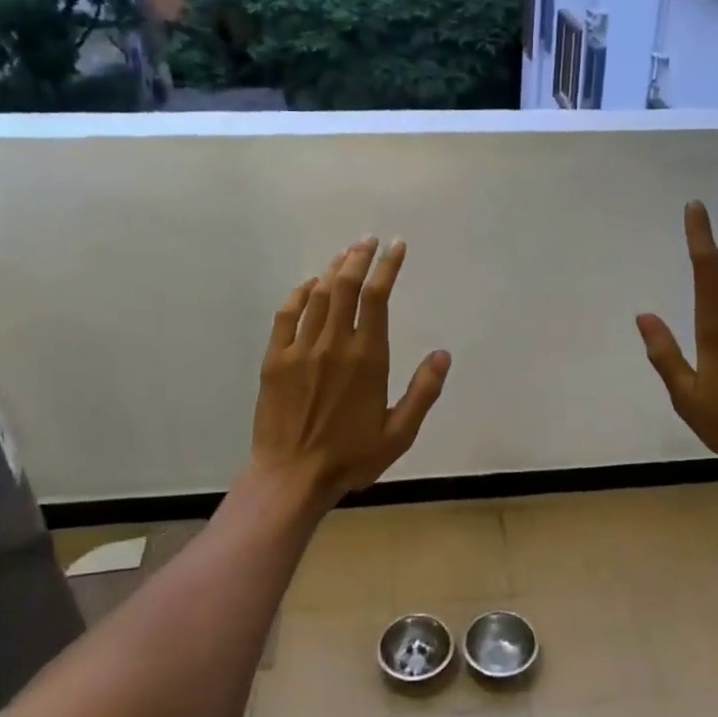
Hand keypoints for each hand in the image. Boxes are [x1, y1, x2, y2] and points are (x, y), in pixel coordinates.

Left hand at [251, 236, 451, 504]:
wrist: (292, 476)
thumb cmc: (351, 457)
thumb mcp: (400, 433)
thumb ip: (423, 392)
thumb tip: (442, 354)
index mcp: (367, 358)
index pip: (377, 298)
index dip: (387, 266)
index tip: (395, 246)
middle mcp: (333, 344)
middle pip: (346, 286)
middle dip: (359, 257)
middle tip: (368, 240)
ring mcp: (300, 349)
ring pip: (318, 295)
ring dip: (333, 269)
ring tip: (346, 254)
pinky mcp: (275, 359)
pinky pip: (287, 315)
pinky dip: (299, 293)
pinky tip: (309, 284)